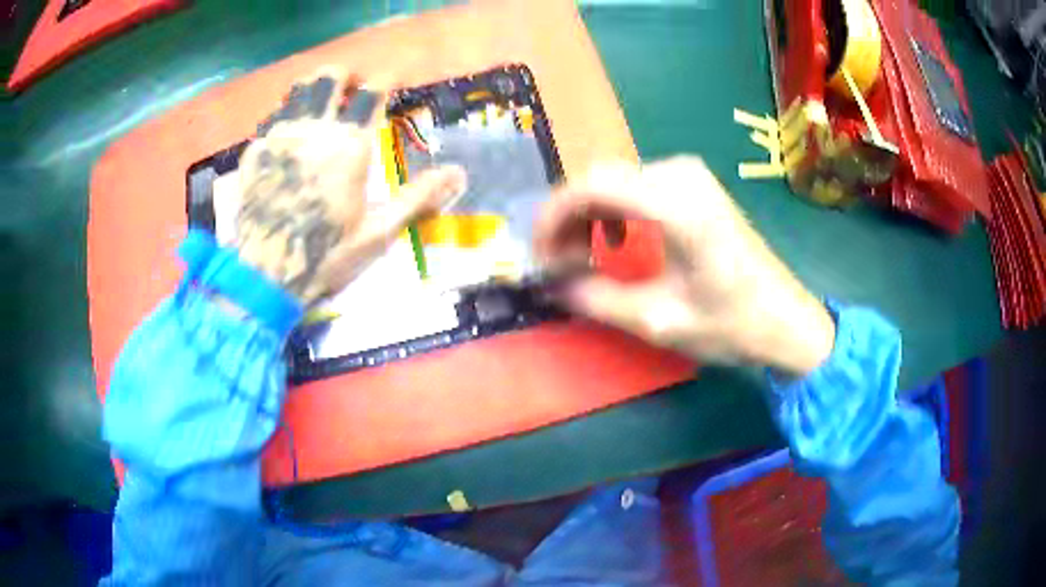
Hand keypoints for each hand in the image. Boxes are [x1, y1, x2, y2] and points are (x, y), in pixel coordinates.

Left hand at [234, 69, 466, 304]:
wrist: (265, 278)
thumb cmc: (326, 256)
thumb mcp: (379, 232)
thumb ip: (418, 196)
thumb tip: (460, 173)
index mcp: (349, 146)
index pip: (372, 91)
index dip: (385, 79)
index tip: (391, 81)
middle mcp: (313, 130)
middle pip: (329, 77)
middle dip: (345, 74)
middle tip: (352, 88)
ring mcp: (279, 138)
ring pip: (297, 90)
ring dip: (314, 88)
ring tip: (321, 102)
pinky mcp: (254, 153)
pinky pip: (272, 119)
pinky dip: (287, 117)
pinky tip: (290, 136)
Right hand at [535, 156, 835, 375]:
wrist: (787, 320)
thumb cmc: (732, 324)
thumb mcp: (660, 321)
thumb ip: (598, 299)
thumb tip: (552, 286)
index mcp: (676, 203)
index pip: (591, 186)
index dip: (553, 217)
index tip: (538, 255)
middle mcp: (680, 174)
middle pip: (599, 179)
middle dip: (567, 219)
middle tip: (554, 264)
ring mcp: (689, 176)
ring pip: (614, 182)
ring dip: (589, 217)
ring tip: (578, 260)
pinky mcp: (694, 186)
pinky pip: (636, 188)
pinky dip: (612, 214)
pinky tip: (611, 246)